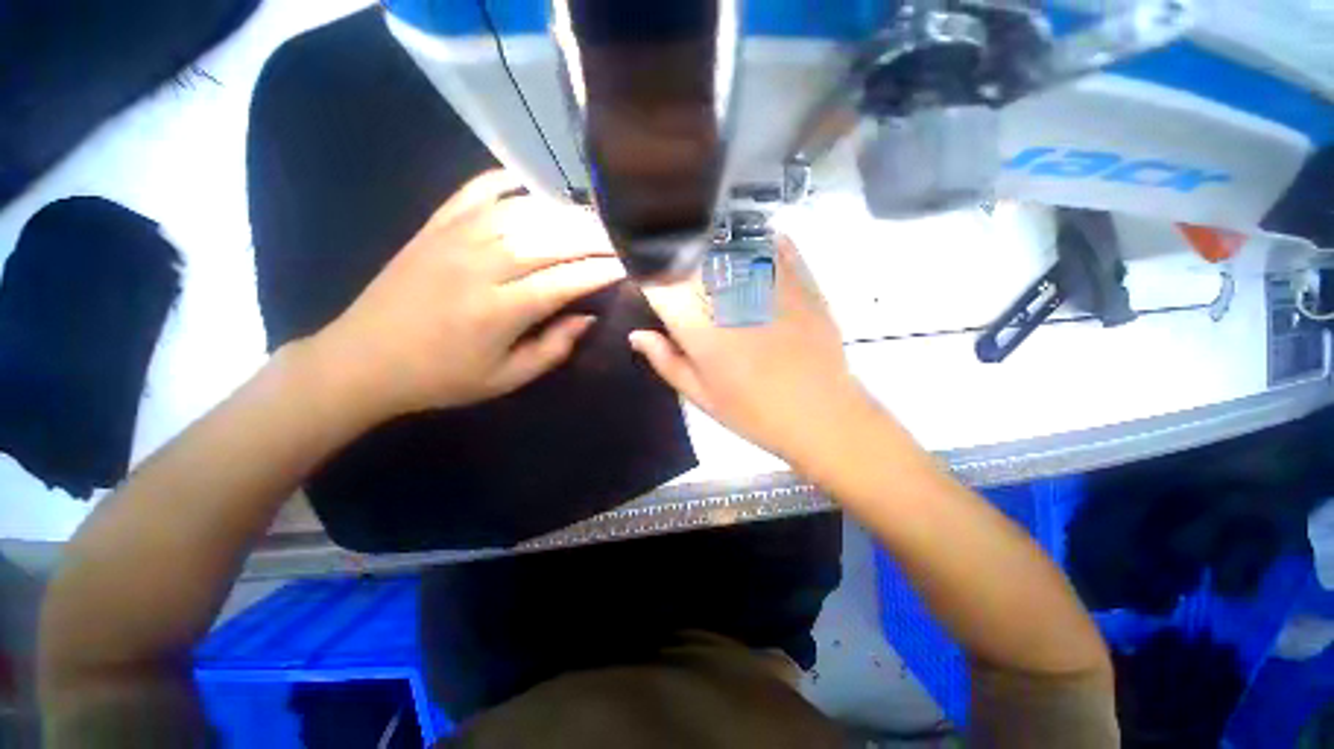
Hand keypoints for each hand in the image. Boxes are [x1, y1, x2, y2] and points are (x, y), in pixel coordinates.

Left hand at [304, 170, 624, 421]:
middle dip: (592, 237)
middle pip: (548, 240)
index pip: (564, 281)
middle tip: (619, 236)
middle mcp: (479, 267)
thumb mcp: (506, 379)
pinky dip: (506, 182)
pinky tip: (531, 183)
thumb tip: (587, 317)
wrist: (363, 361)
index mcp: (498, 311)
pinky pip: (475, 192)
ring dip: (562, 212)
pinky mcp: (433, 227)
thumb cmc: (442, 378)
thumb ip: (552, 349)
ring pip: (520, 213)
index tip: (628, 265)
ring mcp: (453, 240)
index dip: (601, 271)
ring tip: (590, 217)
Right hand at [629, 236, 873, 462]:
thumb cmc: (754, 413)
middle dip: (677, 257)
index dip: (648, 277)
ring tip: (709, 252)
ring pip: (730, 242)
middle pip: (692, 256)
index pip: (660, 284)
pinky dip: (758, 240)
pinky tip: (751, 247)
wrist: (821, 415)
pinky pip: (773, 244)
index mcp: (700, 329)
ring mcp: (767, 285)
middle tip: (678, 268)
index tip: (649, 281)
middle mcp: (729, 298)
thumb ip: (666, 362)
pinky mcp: (800, 281)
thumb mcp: (701, 396)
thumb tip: (637, 335)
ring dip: (713, 242)